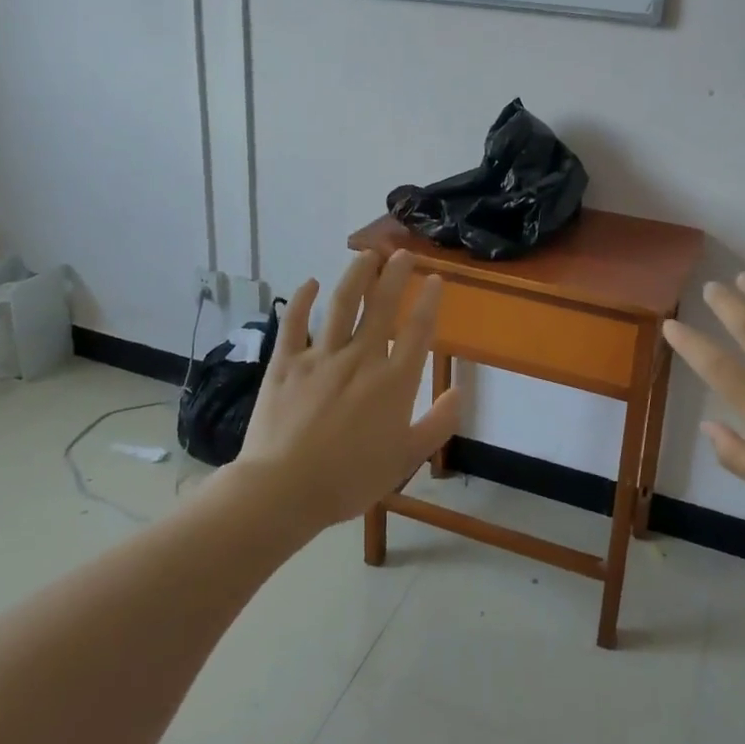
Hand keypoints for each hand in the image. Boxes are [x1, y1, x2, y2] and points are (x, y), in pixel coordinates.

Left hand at [229, 249, 462, 529]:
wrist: (284, 490)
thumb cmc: (350, 479)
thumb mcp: (406, 458)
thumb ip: (437, 424)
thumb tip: (459, 391)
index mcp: (393, 381)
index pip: (417, 330)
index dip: (429, 300)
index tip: (435, 278)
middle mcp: (361, 358)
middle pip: (382, 305)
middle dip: (395, 274)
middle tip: (403, 253)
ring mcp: (321, 356)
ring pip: (342, 303)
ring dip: (356, 275)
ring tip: (366, 254)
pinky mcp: (286, 363)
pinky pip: (294, 323)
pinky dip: (302, 300)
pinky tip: (311, 282)